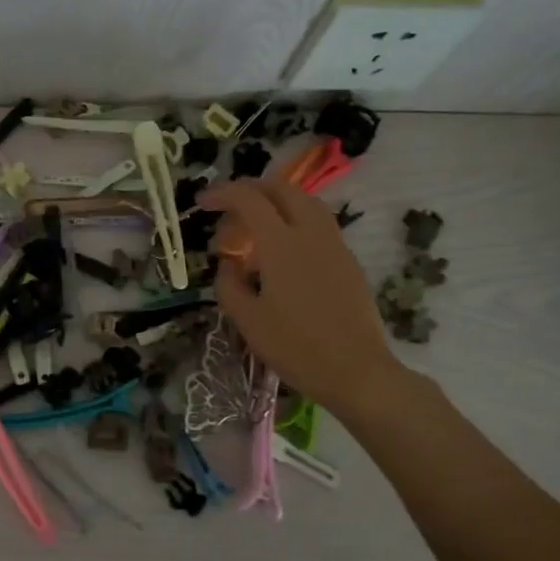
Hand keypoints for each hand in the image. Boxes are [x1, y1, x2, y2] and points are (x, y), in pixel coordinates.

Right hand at [197, 178, 402, 410]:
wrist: (356, 371)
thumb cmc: (295, 347)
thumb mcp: (247, 320)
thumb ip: (229, 284)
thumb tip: (228, 264)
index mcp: (281, 244)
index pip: (249, 199)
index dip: (222, 194)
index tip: (203, 203)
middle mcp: (311, 233)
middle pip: (281, 189)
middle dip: (250, 190)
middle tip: (229, 209)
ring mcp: (335, 244)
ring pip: (305, 202)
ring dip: (276, 202)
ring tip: (255, 226)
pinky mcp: (348, 260)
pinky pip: (318, 223)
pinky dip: (294, 220)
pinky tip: (282, 250)